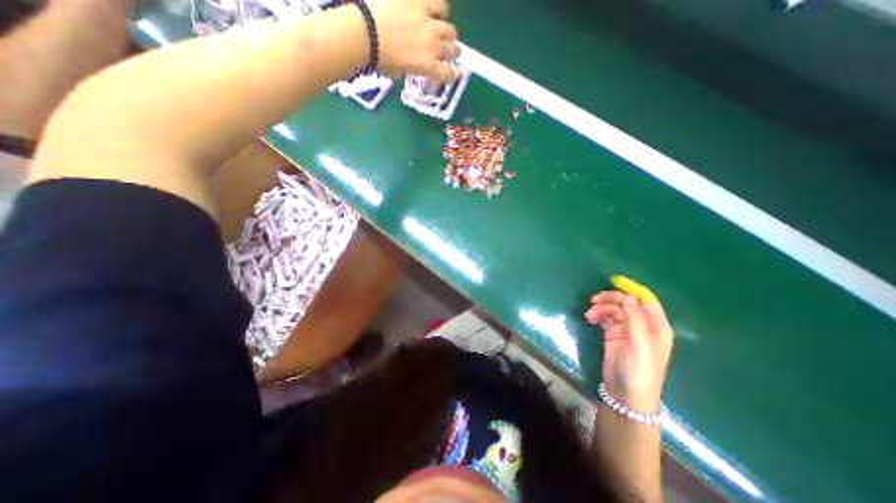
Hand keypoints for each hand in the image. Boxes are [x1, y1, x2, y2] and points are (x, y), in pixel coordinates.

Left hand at [365, 0, 461, 79]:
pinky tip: (436, 10)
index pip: (447, 74)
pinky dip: (440, 9)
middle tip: (449, 51)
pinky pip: (438, 3)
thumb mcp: (397, 72)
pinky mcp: (421, 2)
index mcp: (428, 66)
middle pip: (453, 50)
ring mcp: (428, 22)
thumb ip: (408, 69)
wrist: (365, 32)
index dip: (451, 75)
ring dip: (448, 32)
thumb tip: (407, 66)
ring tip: (442, 29)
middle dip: (452, 53)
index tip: (450, 74)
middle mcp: (434, 45)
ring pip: (449, 28)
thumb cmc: (379, 59)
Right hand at [589, 290, 671, 412]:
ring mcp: (627, 330)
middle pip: (626, 302)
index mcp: (657, 326)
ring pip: (614, 309)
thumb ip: (635, 319)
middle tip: (594, 300)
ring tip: (589, 314)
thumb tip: (627, 297)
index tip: (613, 281)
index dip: (631, 289)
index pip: (646, 299)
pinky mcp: (614, 334)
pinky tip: (590, 318)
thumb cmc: (639, 370)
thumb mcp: (640, 344)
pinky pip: (605, 318)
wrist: (626, 394)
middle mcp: (643, 325)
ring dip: (601, 308)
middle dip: (610, 299)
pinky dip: (597, 315)